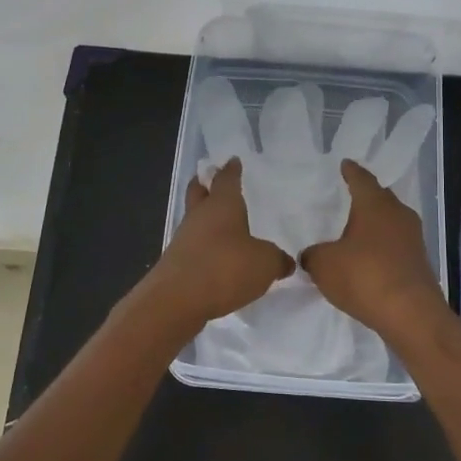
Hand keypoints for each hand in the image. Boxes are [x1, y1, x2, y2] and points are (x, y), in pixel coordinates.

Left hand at [144, 159, 291, 326]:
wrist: (177, 300)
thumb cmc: (225, 268)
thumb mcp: (265, 264)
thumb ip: (277, 259)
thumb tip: (285, 261)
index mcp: (222, 204)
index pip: (227, 179)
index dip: (231, 170)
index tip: (233, 161)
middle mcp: (200, 216)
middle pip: (199, 192)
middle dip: (205, 185)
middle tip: (212, 180)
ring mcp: (184, 239)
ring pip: (195, 219)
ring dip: (204, 218)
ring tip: (221, 224)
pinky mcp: (176, 263)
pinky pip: (193, 246)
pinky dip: (203, 246)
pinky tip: (215, 257)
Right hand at [301, 160, 444, 341]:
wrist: (411, 314)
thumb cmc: (364, 277)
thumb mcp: (324, 265)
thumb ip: (313, 255)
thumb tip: (312, 255)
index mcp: (374, 204)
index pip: (361, 179)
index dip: (351, 172)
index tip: (345, 164)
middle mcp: (398, 214)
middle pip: (380, 197)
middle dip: (366, 196)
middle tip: (350, 195)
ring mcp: (413, 238)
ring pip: (391, 221)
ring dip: (376, 223)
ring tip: (358, 228)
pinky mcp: (419, 262)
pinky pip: (397, 244)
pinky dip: (383, 245)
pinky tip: (370, 257)